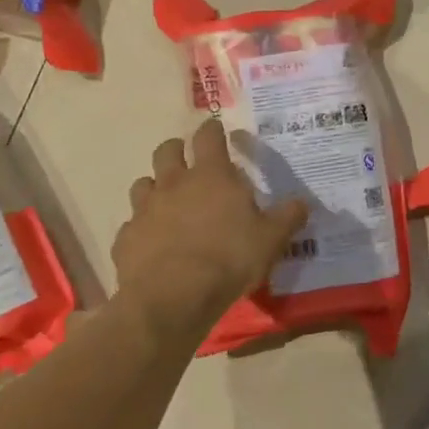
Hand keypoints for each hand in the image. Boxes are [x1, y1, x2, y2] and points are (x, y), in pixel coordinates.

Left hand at [113, 119, 307, 330]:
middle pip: (167, 150)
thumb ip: (287, 217)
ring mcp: (145, 209)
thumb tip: (303, 202)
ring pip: (143, 183)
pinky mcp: (126, 237)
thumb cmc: (228, 259)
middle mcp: (174, 183)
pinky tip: (153, 243)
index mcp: (211, 175)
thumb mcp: (271, 240)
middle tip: (189, 161)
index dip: (213, 130)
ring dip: (155, 186)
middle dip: (178, 150)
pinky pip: (132, 224)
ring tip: (168, 202)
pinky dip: (142, 227)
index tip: (217, 131)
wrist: (172, 297)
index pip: (208, 136)